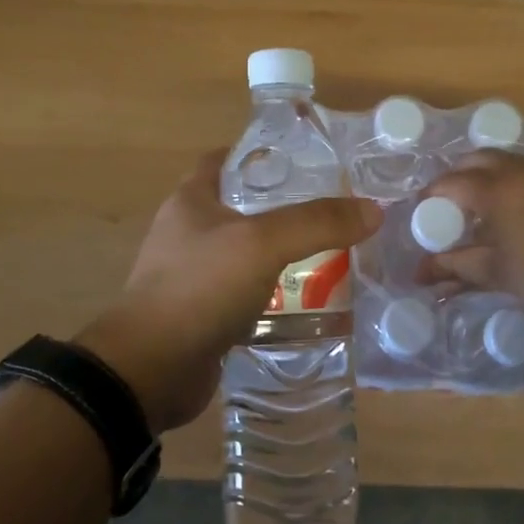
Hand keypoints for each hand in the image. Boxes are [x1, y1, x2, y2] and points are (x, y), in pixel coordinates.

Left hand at [75, 151, 380, 431]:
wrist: (151, 371)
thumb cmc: (199, 288)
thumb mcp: (262, 244)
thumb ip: (317, 223)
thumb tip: (373, 210)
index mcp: (192, 201)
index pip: (225, 159)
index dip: (262, 153)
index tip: (307, 159)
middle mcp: (189, 233)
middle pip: (243, 207)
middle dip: (286, 208)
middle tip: (334, 212)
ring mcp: (194, 277)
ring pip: (248, 255)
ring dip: (284, 256)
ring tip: (334, 255)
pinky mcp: (204, 316)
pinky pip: (247, 296)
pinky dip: (275, 296)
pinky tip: (311, 303)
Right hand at [421, 151, 523, 325]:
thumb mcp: (494, 272)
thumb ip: (454, 266)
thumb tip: (420, 273)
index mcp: (495, 189)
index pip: (450, 183)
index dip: (430, 195)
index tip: (421, 211)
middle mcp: (518, 172)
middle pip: (477, 159)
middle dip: (457, 175)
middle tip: (448, 202)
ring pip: (506, 161)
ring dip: (485, 175)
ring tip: (478, 205)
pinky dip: (510, 182)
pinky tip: (512, 211)